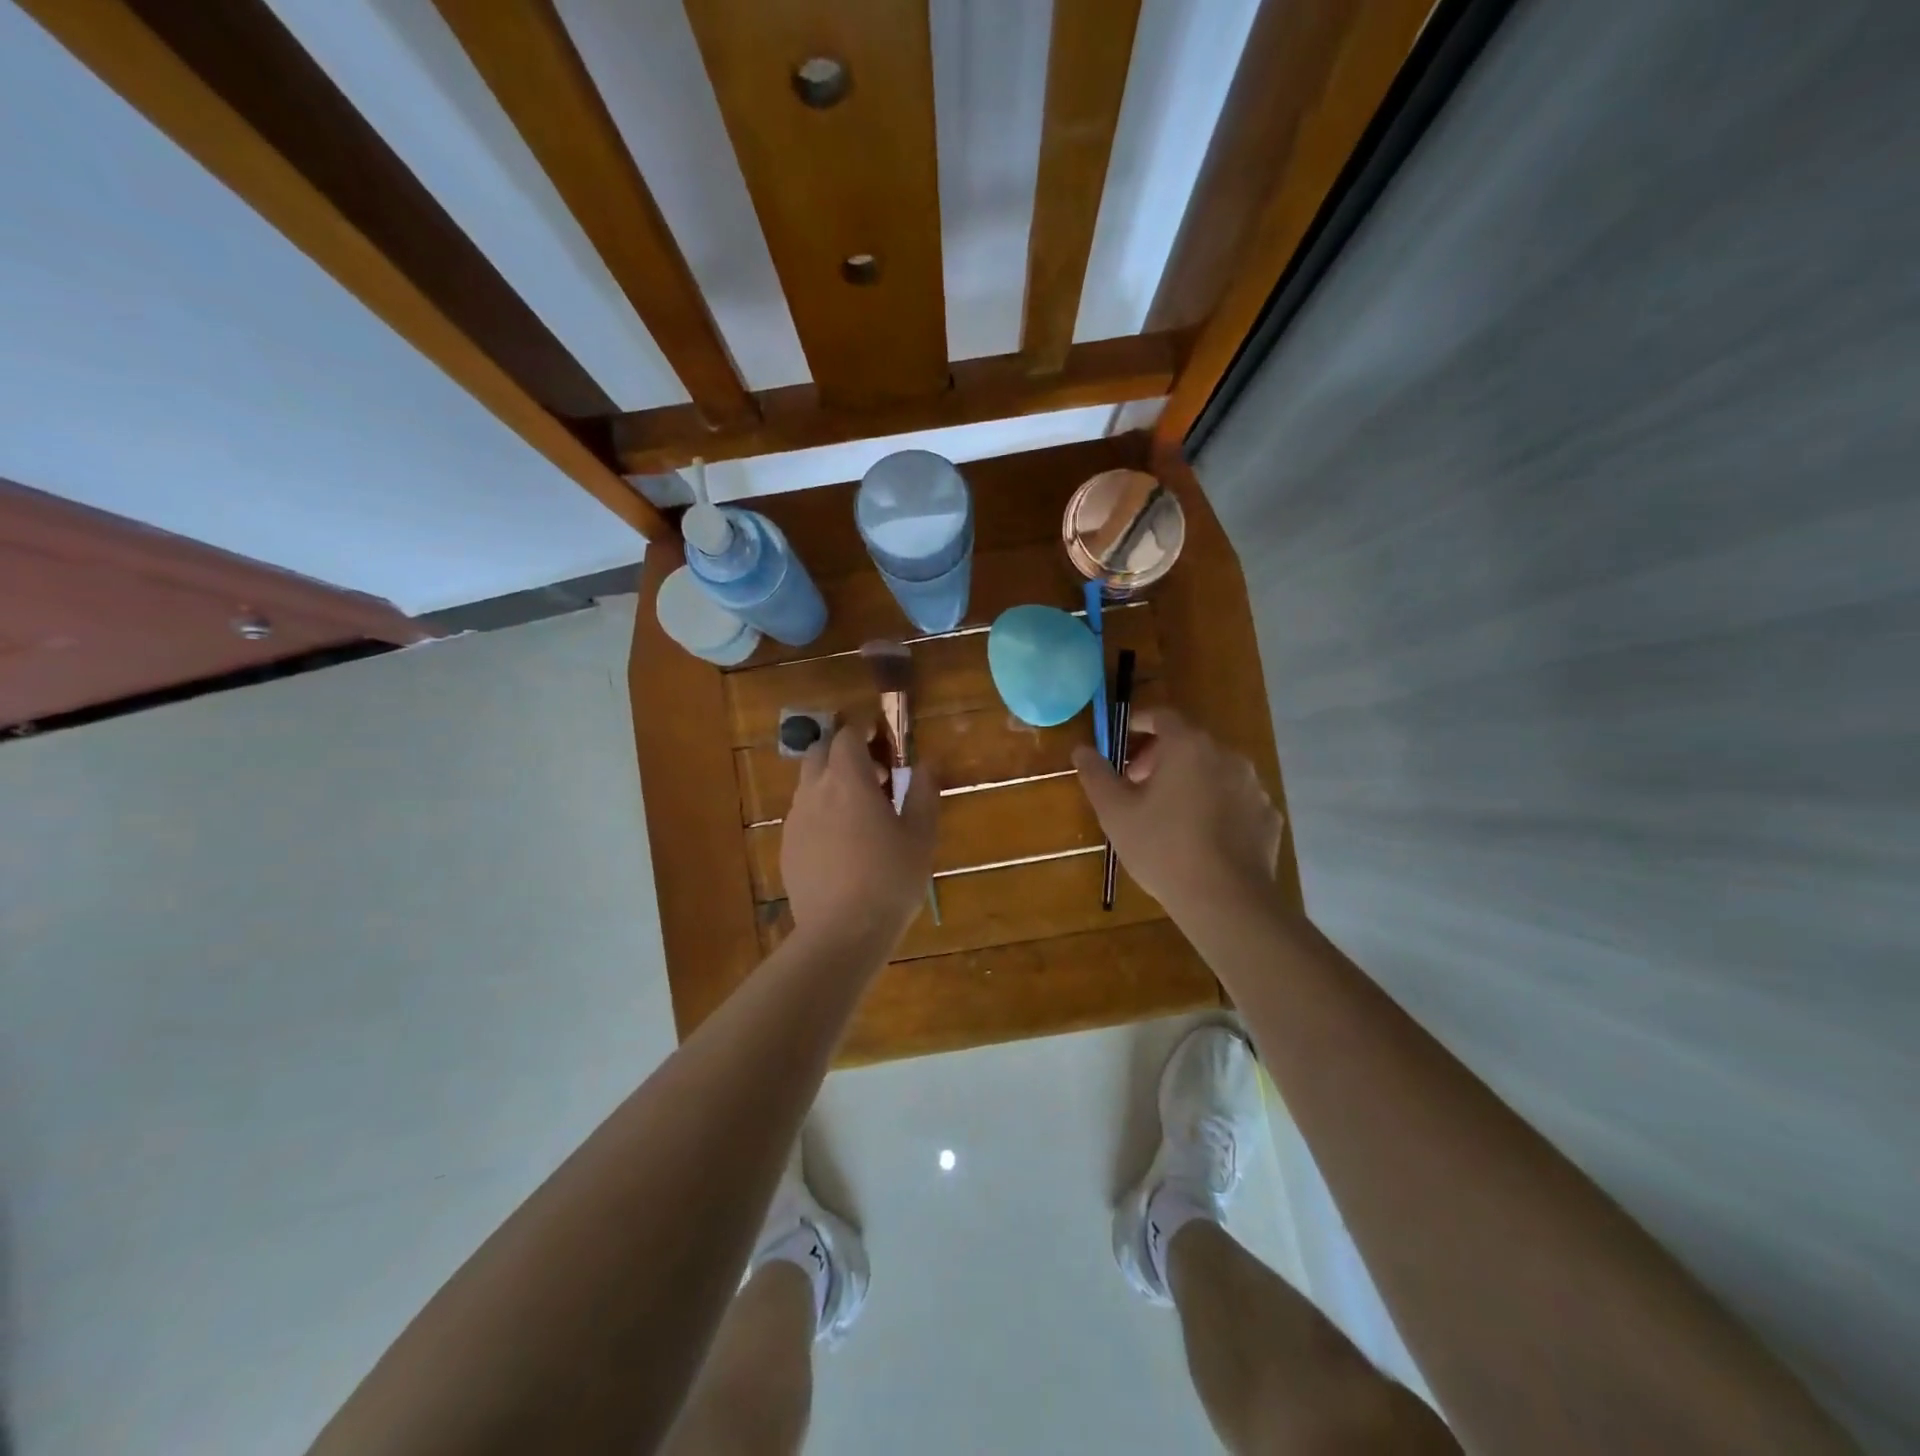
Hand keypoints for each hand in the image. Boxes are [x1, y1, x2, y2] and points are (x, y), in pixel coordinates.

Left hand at [781, 722, 938, 944]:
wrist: (841, 933)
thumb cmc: (890, 880)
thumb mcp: (920, 835)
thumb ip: (923, 792)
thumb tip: (927, 763)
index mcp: (848, 781)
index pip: (846, 736)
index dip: (862, 730)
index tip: (879, 735)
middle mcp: (814, 791)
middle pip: (819, 753)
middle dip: (843, 754)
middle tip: (873, 776)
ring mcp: (795, 820)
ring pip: (808, 784)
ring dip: (830, 783)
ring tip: (859, 812)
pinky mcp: (786, 847)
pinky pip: (802, 815)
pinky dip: (820, 812)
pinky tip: (841, 843)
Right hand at [1073, 707, 1282, 916]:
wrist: (1226, 899)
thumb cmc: (1162, 848)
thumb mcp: (1115, 812)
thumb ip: (1096, 775)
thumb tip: (1082, 749)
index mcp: (1188, 746)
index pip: (1163, 717)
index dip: (1139, 723)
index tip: (1123, 738)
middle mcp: (1227, 756)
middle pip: (1189, 744)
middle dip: (1160, 758)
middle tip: (1137, 785)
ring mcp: (1254, 786)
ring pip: (1215, 772)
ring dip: (1190, 782)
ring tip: (1169, 814)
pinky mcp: (1268, 816)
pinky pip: (1236, 800)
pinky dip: (1217, 806)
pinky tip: (1202, 836)